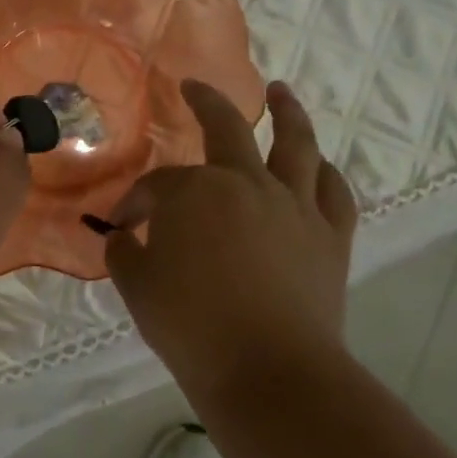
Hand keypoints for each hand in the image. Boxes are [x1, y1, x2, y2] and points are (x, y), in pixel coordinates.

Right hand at [104, 78, 356, 401]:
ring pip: (296, 144)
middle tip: (194, 87)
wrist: (268, 370)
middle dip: (206, 102)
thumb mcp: (137, 288)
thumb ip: (124, 254)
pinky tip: (319, 166)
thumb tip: (123, 238)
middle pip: (227, 128)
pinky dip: (325, 174)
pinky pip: (333, 192)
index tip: (123, 227)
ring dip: (287, 112)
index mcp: (195, 192)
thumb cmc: (191, 326)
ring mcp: (295, 206)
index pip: (156, 186)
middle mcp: (247, 183)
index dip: (135, 203)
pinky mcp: (331, 236)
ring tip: (281, 92)